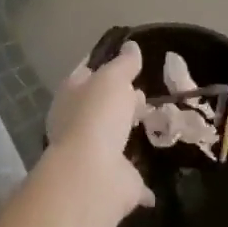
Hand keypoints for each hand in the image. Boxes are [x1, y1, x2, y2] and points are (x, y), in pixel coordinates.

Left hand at [41, 42, 151, 219]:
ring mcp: (93, 153)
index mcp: (71, 95)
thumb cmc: (97, 115)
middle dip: (120, 100)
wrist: (93, 173)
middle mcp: (77, 123)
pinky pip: (131, 175)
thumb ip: (123, 63)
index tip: (127, 62)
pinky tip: (156, 174)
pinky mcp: (112, 180)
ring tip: (156, 122)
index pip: (86, 73)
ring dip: (129, 134)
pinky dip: (141, 177)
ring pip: (114, 138)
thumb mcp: (112, 78)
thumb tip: (131, 46)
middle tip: (145, 94)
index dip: (105, 66)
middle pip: (101, 106)